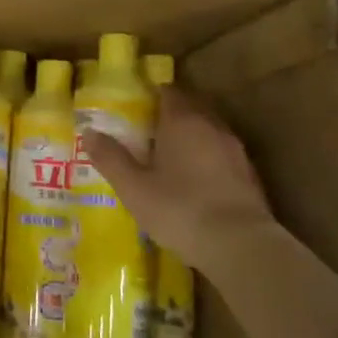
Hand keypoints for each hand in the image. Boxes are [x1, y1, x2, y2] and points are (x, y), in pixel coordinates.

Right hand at [86, 85, 275, 260]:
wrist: (240, 246)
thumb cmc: (179, 209)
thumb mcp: (133, 187)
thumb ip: (110, 157)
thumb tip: (88, 132)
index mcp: (182, 121)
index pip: (169, 92)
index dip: (151, 96)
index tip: (134, 108)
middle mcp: (212, 127)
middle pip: (191, 109)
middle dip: (170, 116)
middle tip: (146, 133)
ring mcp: (236, 151)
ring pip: (208, 132)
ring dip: (190, 139)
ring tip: (168, 158)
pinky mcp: (250, 176)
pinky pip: (222, 156)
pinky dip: (206, 160)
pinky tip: (194, 183)